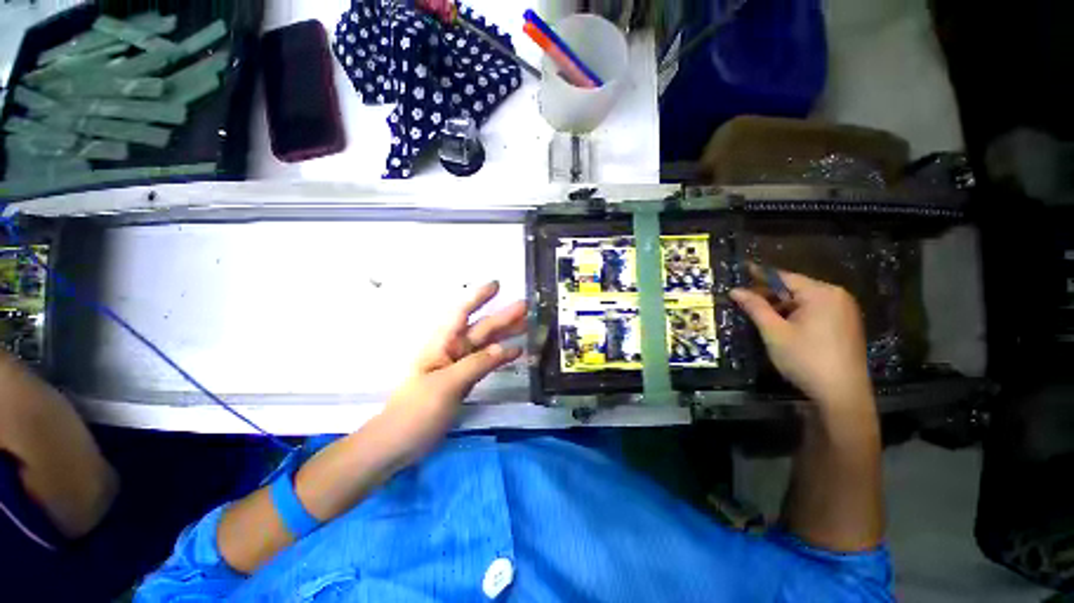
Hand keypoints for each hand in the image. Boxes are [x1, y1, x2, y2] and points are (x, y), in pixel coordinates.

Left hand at [377, 281, 525, 463]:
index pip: (461, 313)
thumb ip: (476, 364)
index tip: (497, 284)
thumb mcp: (446, 385)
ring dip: (506, 334)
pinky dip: (502, 356)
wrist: (398, 442)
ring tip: (528, 325)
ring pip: (487, 344)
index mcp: (442, 344)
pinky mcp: (465, 380)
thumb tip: (505, 347)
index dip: (478, 297)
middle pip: (481, 328)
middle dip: (502, 316)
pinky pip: (487, 362)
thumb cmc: (416, 410)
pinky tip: (517, 352)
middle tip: (527, 307)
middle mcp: (452, 350)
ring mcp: (459, 366)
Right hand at [730, 271, 872, 413]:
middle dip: (770, 294)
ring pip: (805, 301)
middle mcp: (837, 296)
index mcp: (821, 293)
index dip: (760, 274)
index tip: (742, 269)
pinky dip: (796, 314)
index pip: (785, 277)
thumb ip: (755, 307)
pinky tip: (782, 325)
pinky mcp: (846, 325)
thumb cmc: (805, 358)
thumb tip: (735, 291)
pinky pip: (816, 311)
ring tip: (760, 314)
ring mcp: (845, 311)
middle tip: (745, 300)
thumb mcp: (774, 332)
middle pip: (796, 288)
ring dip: (781, 306)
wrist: (842, 394)